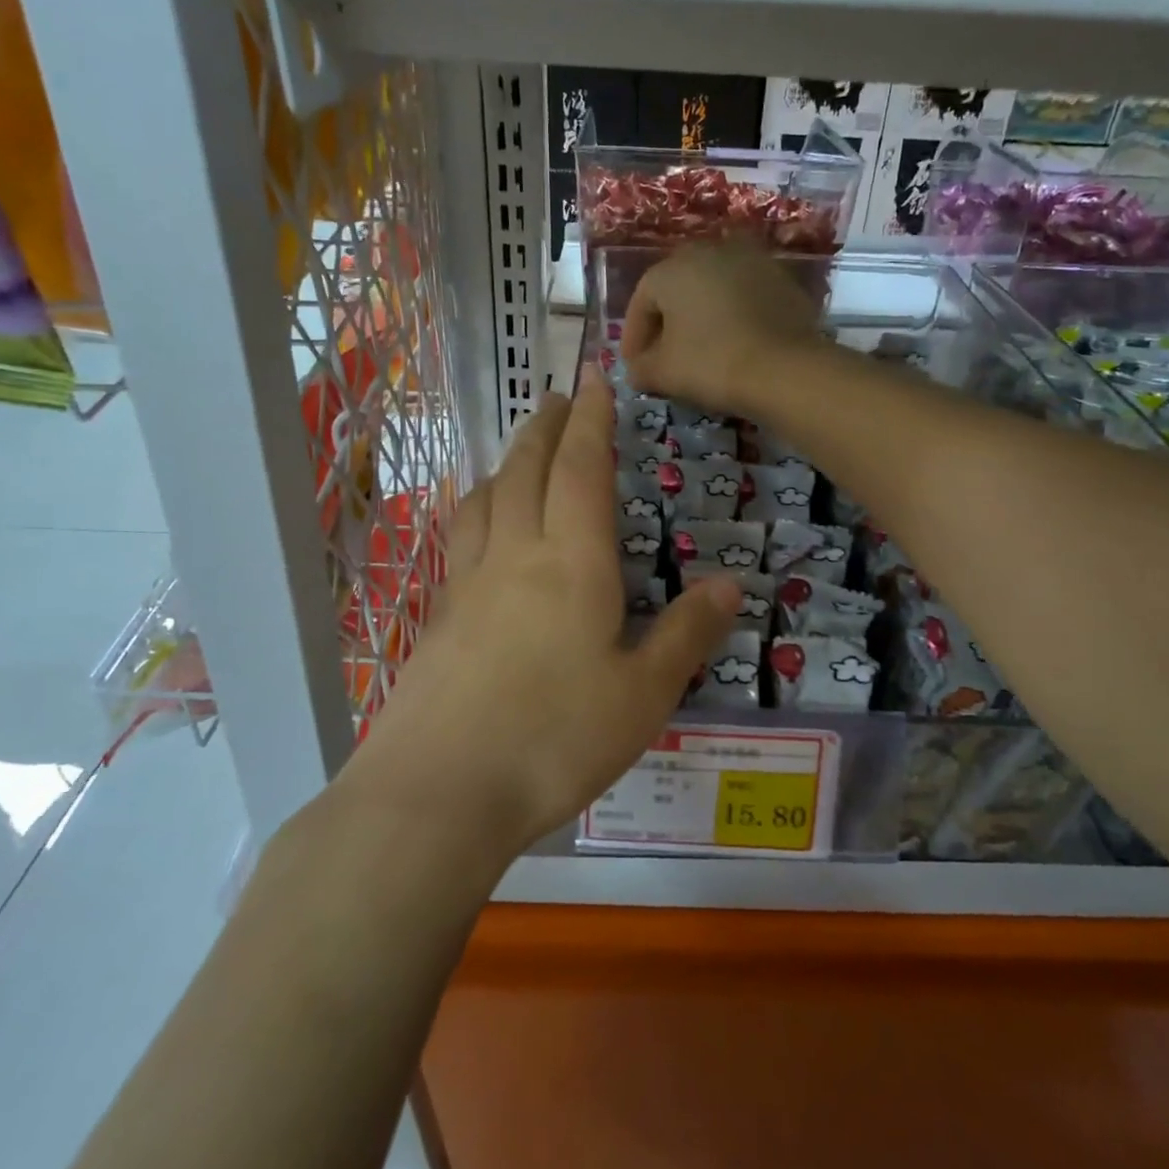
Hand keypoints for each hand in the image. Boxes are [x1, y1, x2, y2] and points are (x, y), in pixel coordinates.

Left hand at [345, 372, 739, 861]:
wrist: (439, 790)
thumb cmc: (555, 738)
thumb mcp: (643, 694)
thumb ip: (686, 634)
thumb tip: (729, 583)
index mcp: (572, 562)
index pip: (582, 469)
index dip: (592, 419)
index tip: (594, 378)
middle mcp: (516, 555)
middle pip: (526, 469)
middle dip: (547, 427)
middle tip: (560, 398)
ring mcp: (468, 584)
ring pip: (486, 498)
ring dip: (507, 463)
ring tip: (521, 454)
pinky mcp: (439, 618)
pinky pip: (462, 539)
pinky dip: (480, 510)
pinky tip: (483, 532)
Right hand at [621, 244, 822, 413]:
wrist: (786, 368)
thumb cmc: (711, 364)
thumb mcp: (662, 373)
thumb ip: (640, 368)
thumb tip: (637, 369)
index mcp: (672, 268)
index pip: (641, 301)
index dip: (634, 336)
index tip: (634, 365)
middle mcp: (710, 251)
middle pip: (678, 289)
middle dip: (667, 323)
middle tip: (665, 356)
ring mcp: (751, 260)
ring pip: (713, 290)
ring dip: (702, 317)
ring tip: (700, 350)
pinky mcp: (782, 279)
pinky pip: (744, 298)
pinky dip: (733, 317)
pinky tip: (734, 344)